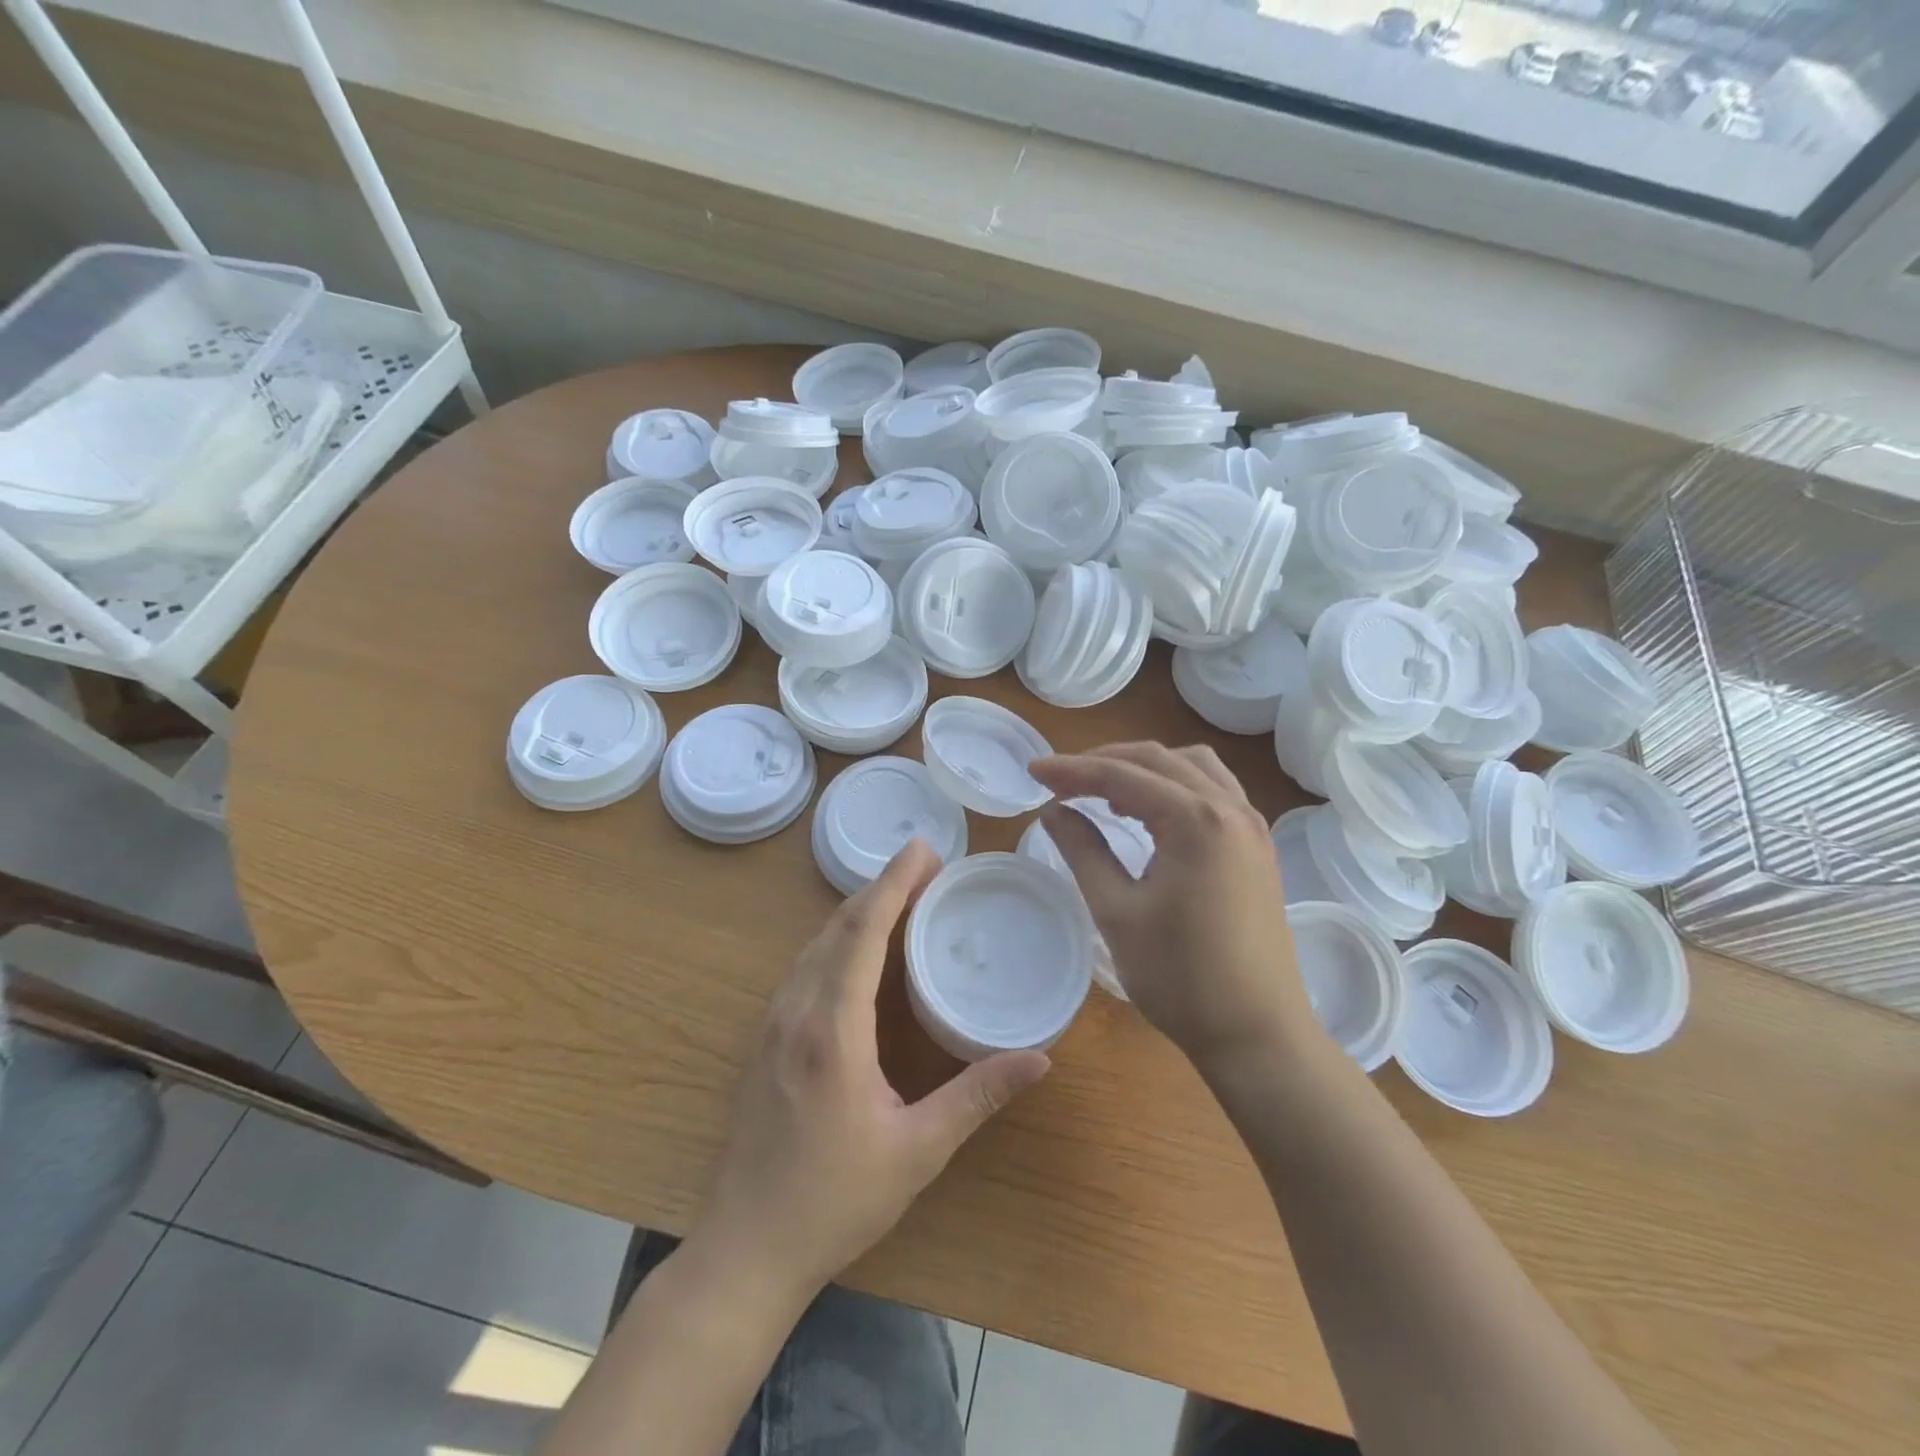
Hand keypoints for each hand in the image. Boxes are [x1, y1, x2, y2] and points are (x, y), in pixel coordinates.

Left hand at [689, 838, 1050, 1304]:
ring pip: (815, 945)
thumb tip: (1039, 1058)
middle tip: (925, 866)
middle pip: (837, 927)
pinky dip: (836, 941)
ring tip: (899, 897)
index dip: (894, 884)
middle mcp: (796, 1012)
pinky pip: (802, 968)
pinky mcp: (764, 1041)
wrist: (744, 1250)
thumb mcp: (917, 1151)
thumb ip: (977, 1096)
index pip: (864, 934)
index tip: (923, 848)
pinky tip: (856, 951)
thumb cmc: (834, 1201)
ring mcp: (772, 1025)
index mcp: (833, 1029)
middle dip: (881, 888)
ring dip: (856, 912)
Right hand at [1028, 743, 1320, 1074]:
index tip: (1033, 771)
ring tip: (1103, 792)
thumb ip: (1083, 850)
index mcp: (1195, 819)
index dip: (1072, 770)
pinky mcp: (1257, 846)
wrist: (1257, 1034)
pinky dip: (1174, 785)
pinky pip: (1213, 790)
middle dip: (1103, 762)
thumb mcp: (1117, 911)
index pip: (1121, 775)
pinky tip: (1150, 812)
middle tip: (1059, 780)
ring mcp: (1251, 826)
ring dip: (1143, 768)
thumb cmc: (1180, 977)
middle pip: (1157, 760)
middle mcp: (1230, 808)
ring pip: (1191, 767)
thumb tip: (1054, 812)